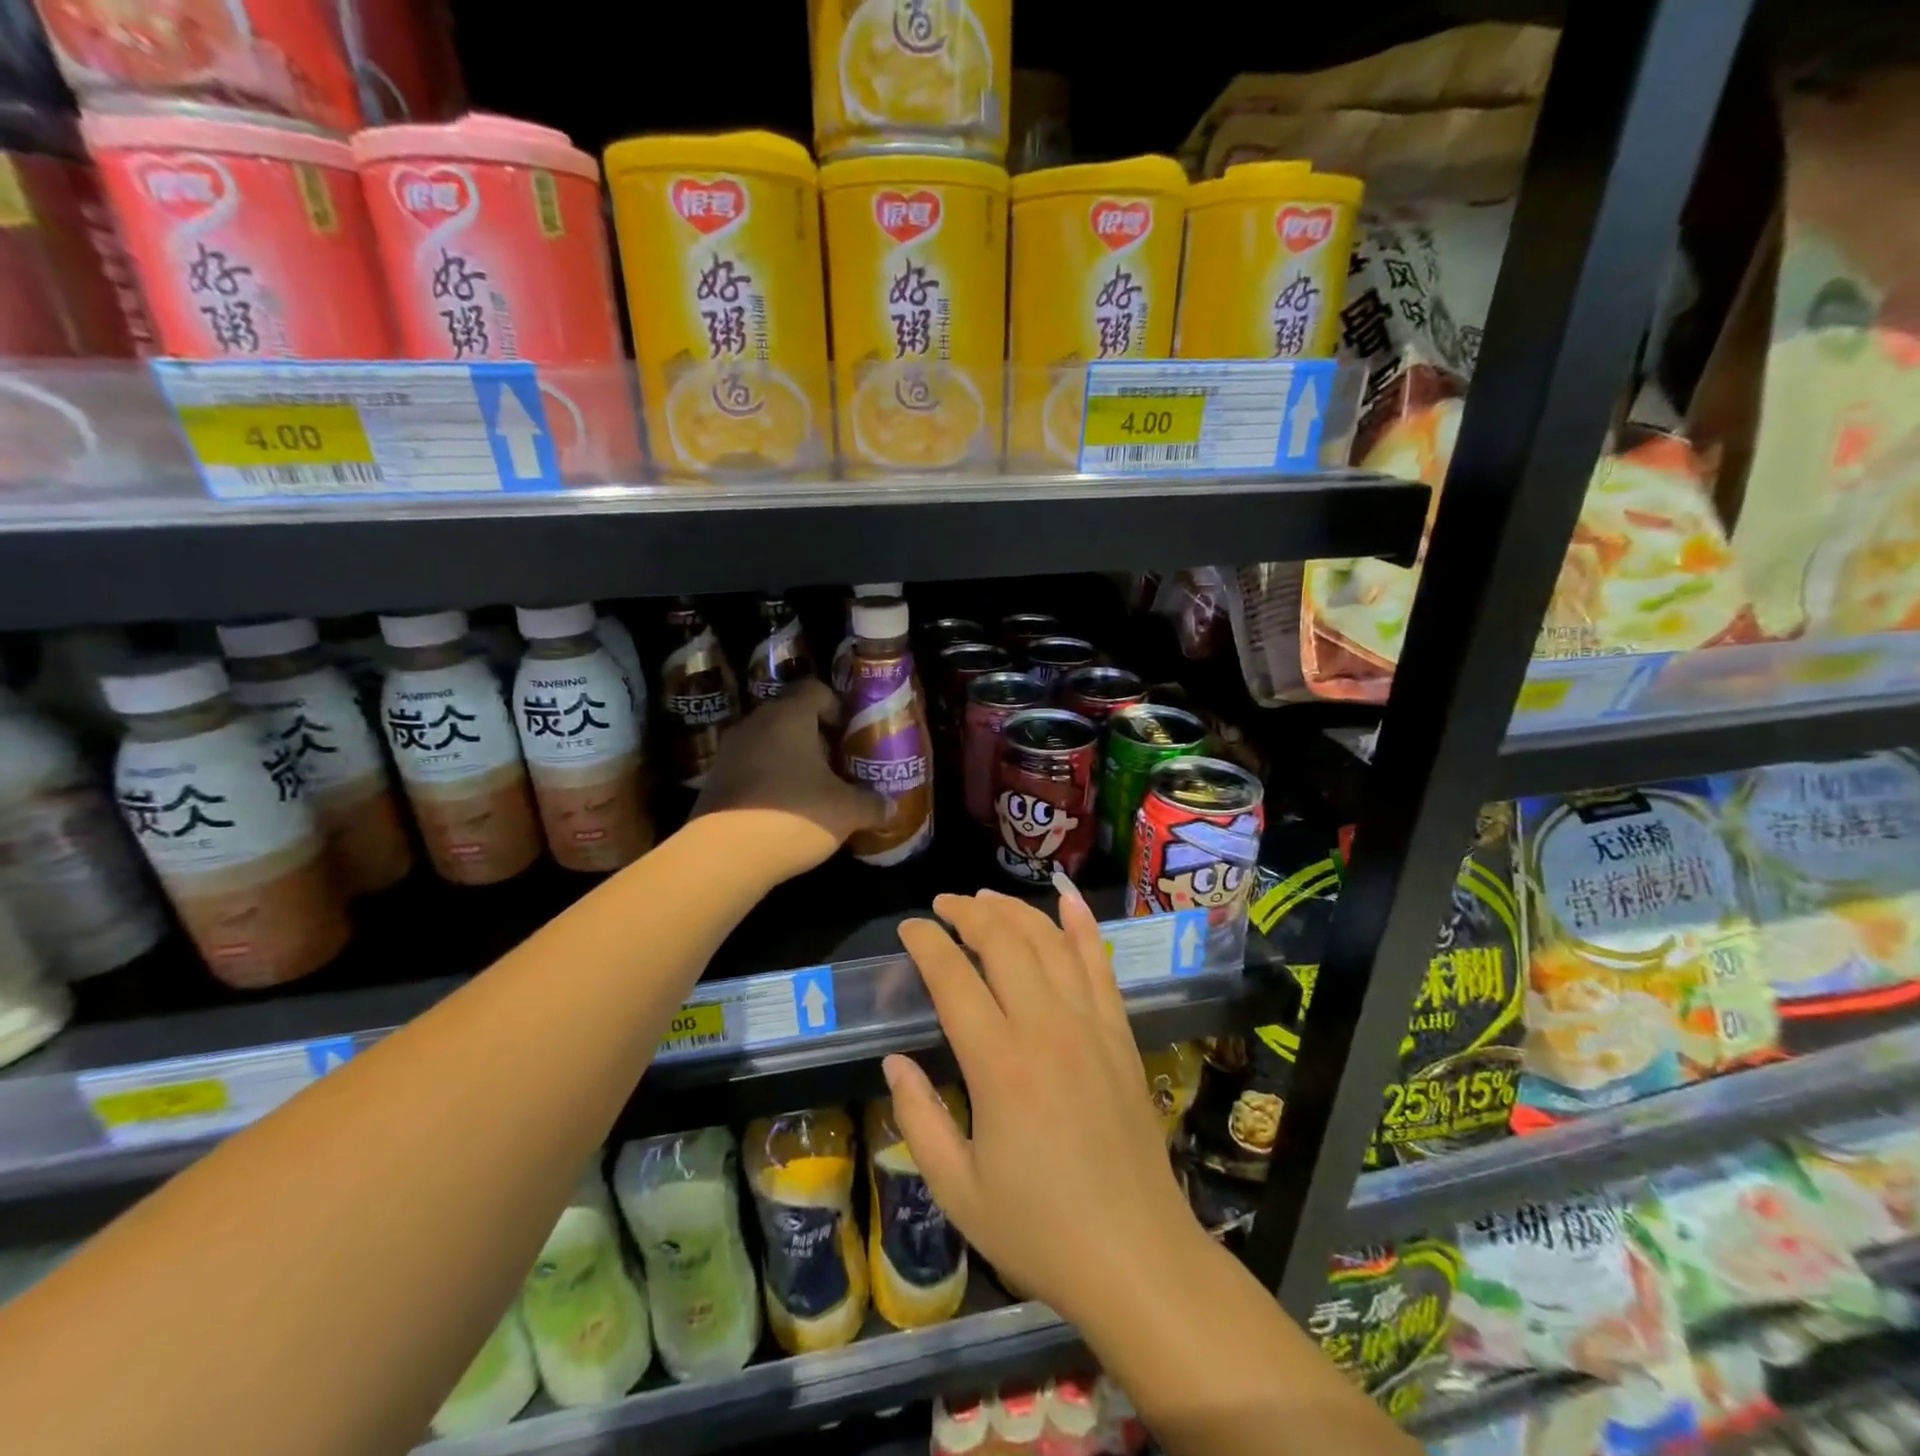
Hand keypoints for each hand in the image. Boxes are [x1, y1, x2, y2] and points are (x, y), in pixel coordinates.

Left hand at [690, 679, 886, 879]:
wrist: (724, 856)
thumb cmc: (794, 815)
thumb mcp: (847, 812)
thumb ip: (872, 804)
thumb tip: (890, 806)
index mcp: (789, 716)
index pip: (815, 689)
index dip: (837, 708)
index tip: (850, 735)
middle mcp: (755, 724)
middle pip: (791, 716)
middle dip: (816, 738)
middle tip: (838, 765)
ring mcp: (729, 752)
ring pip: (768, 743)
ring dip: (790, 760)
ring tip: (813, 790)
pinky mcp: (714, 781)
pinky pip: (750, 768)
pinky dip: (768, 781)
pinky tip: (784, 810)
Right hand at [887, 888, 1208, 1326]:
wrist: (1137, 1256)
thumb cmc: (1040, 1229)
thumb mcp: (958, 1190)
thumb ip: (918, 1119)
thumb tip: (894, 1061)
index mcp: (999, 1065)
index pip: (953, 977)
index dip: (926, 943)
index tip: (910, 929)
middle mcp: (1046, 1028)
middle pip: (1003, 941)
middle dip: (967, 912)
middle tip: (943, 906)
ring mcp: (1090, 1024)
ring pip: (1049, 941)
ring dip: (1015, 910)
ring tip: (986, 898)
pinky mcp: (1120, 1032)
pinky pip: (1100, 963)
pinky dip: (1082, 925)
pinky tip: (1068, 899)